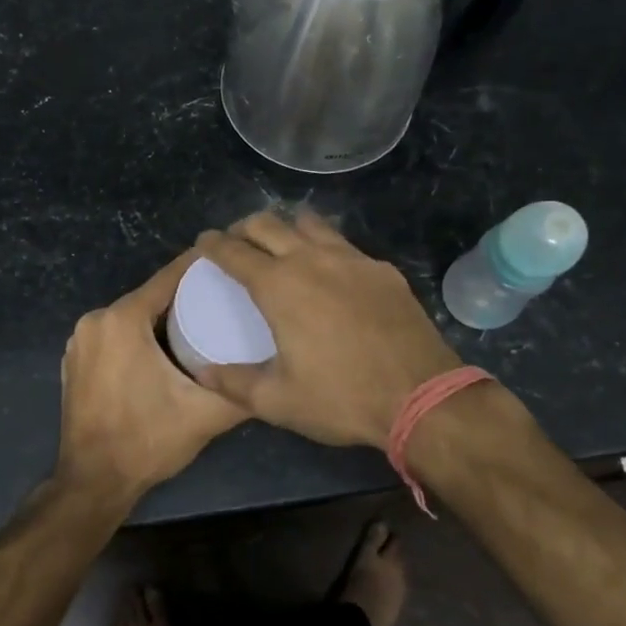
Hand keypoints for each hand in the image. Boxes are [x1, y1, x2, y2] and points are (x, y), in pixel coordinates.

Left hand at [56, 250, 248, 504]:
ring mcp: (80, 340)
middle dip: (184, 296)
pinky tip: (164, 349)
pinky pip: (114, 335)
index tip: (229, 259)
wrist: (93, 481)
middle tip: (223, 299)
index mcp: (122, 320)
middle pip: (149, 296)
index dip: (200, 266)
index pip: (169, 277)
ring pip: (131, 316)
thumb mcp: (204, 414)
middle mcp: (96, 320)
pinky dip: (137, 336)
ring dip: (161, 317)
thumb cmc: (147, 440)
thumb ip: (242, 390)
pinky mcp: (75, 360)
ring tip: (201, 322)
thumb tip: (276, 373)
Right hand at [194, 210, 467, 449]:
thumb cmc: (341, 398)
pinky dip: (325, 248)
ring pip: (310, 224)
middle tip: (237, 243)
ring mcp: (352, 260)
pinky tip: (331, 273)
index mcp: (278, 286)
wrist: (421, 396)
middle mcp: (311, 260)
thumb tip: (203, 373)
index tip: (204, 243)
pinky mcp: (382, 269)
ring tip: (282, 247)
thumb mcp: (277, 401)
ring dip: (287, 229)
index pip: (234, 251)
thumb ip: (233, 383)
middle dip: (245, 228)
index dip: (213, 244)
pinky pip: (344, 245)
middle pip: (268, 224)